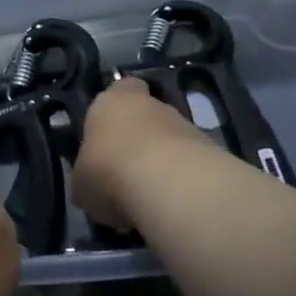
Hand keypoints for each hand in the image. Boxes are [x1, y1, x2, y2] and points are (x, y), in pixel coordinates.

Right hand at [72, 77, 217, 230]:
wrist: (170, 186)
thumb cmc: (109, 170)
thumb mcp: (82, 182)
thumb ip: (87, 177)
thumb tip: (91, 188)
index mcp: (113, 101)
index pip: (122, 88)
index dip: (118, 108)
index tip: (111, 131)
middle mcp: (153, 106)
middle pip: (148, 117)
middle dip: (140, 141)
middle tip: (126, 173)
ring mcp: (187, 128)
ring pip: (171, 142)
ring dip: (163, 164)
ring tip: (148, 198)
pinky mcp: (213, 154)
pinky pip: (190, 167)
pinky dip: (182, 183)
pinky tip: (170, 206)